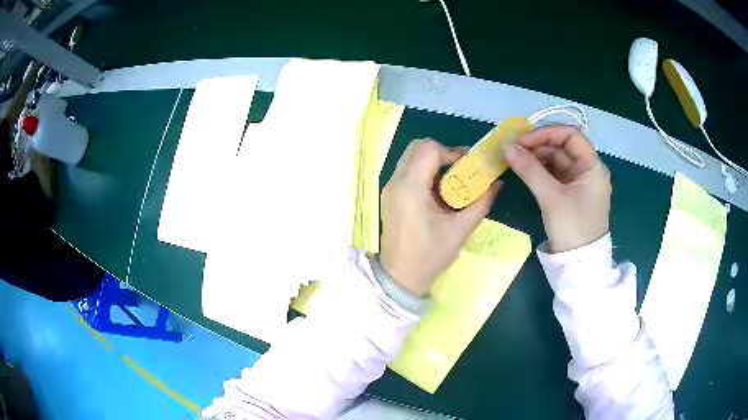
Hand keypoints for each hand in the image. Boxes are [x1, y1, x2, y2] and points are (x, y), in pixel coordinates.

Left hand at [380, 139, 501, 296]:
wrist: (400, 278)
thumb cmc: (429, 256)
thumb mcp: (460, 230)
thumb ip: (481, 203)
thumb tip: (498, 184)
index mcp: (410, 187)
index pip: (430, 149)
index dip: (453, 152)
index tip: (470, 165)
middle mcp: (396, 182)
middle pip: (417, 147)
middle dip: (443, 152)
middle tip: (462, 169)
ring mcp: (390, 188)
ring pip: (411, 157)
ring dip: (434, 161)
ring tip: (454, 180)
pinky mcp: (390, 196)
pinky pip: (408, 171)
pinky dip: (425, 172)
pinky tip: (440, 192)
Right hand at [504, 125, 610, 252]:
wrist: (579, 265)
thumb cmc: (572, 227)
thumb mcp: (551, 197)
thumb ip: (529, 169)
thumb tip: (507, 146)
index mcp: (592, 166)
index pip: (570, 135)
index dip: (546, 133)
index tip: (523, 140)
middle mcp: (588, 170)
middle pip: (563, 147)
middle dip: (538, 145)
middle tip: (514, 150)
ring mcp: (580, 182)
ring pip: (558, 160)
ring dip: (537, 157)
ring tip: (516, 160)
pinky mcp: (572, 194)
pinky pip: (556, 175)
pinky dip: (541, 171)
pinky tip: (526, 171)